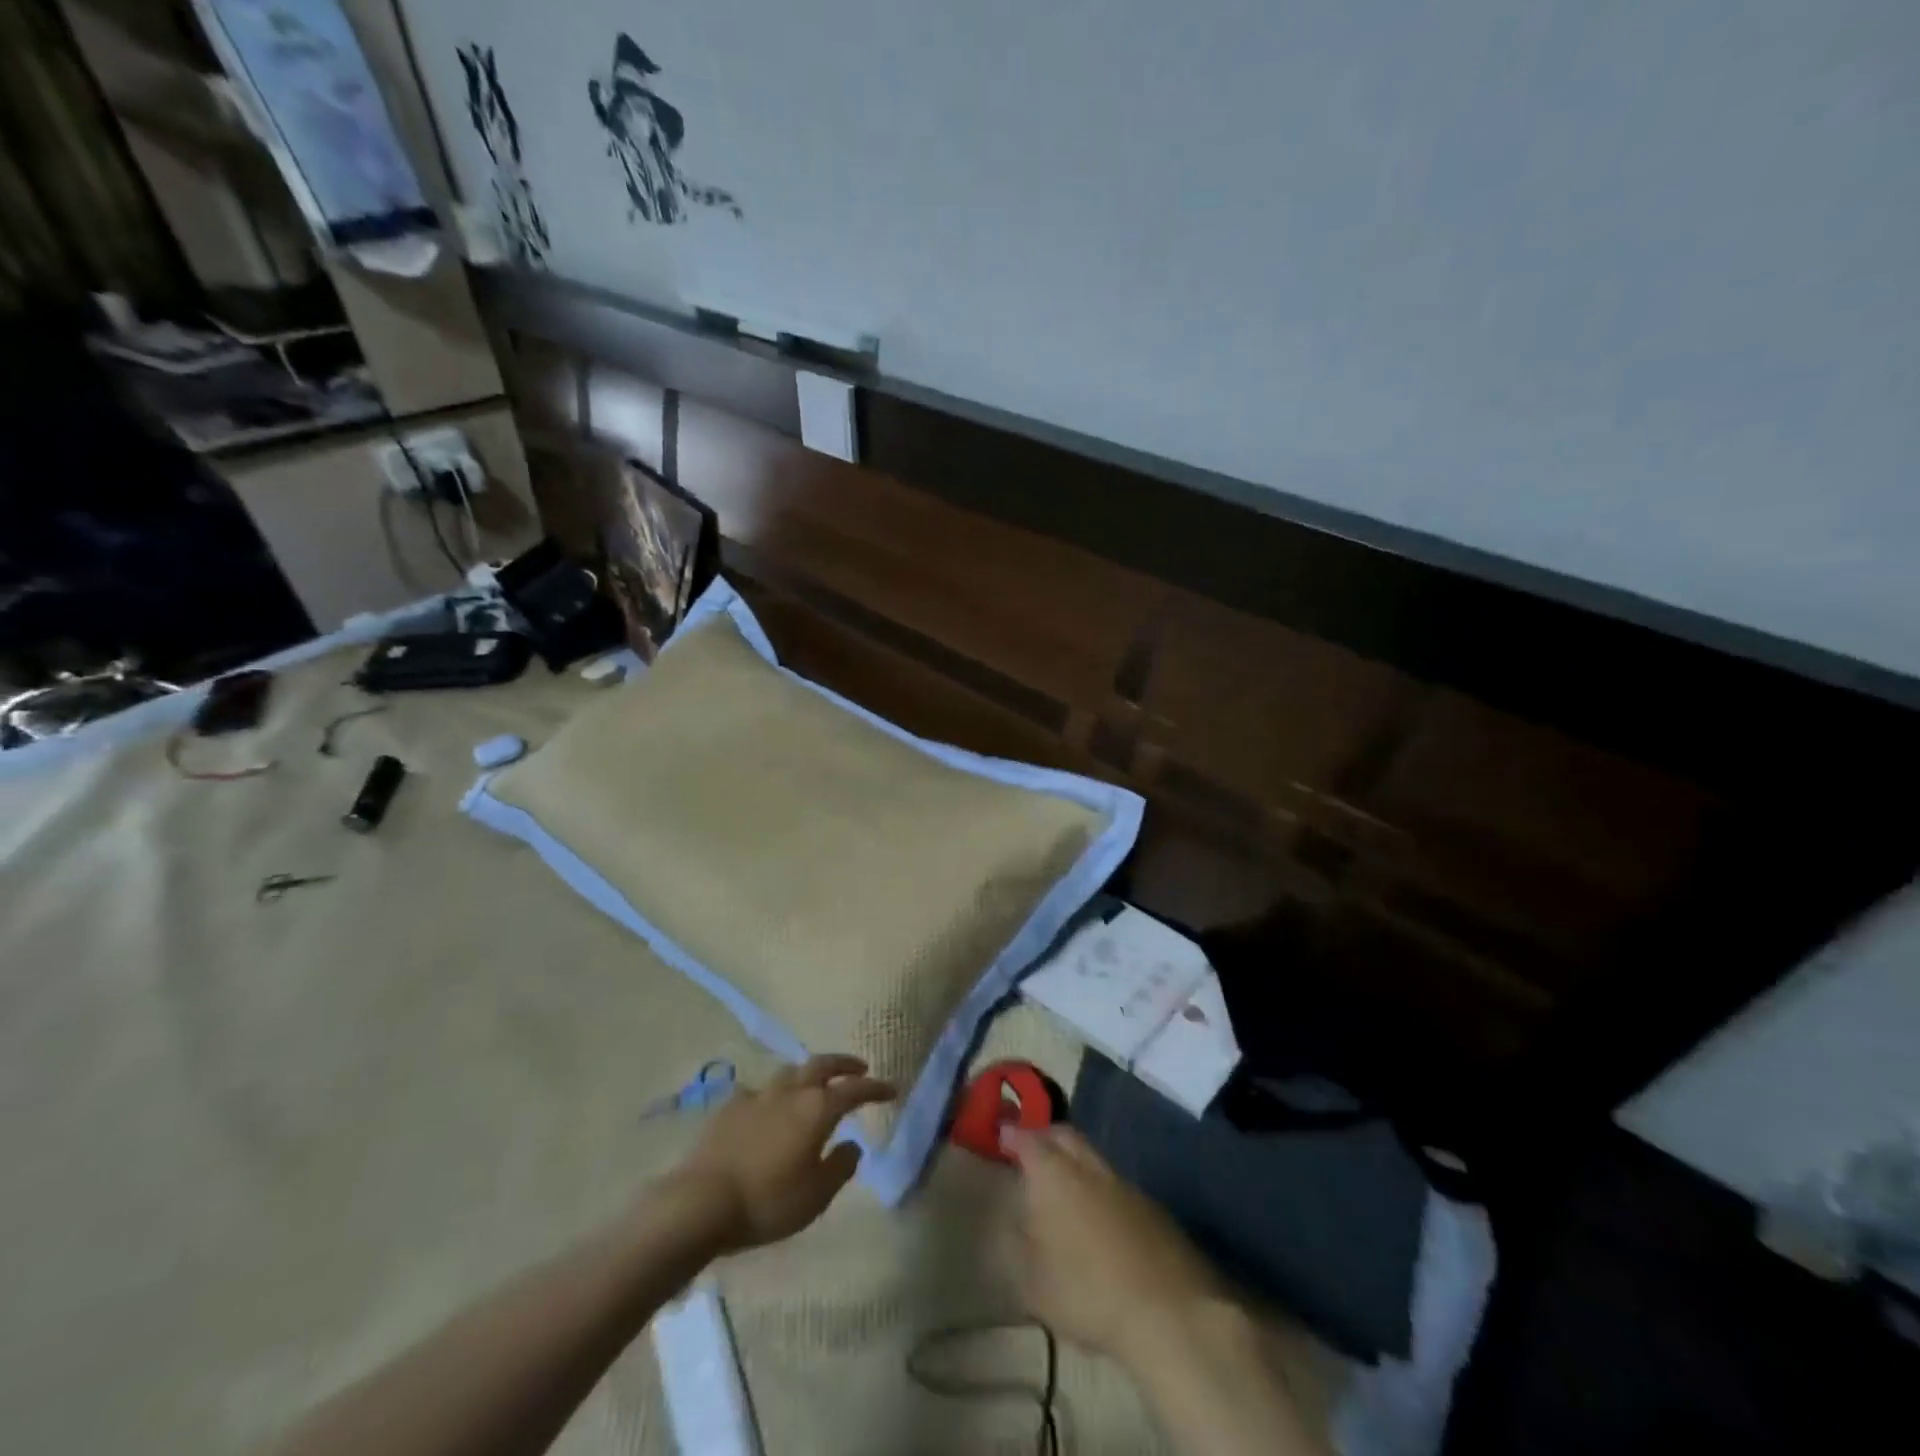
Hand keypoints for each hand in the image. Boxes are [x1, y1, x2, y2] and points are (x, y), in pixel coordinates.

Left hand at [669, 1054, 894, 1254]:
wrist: (700, 1201)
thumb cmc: (767, 1201)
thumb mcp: (815, 1196)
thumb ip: (840, 1167)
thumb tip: (853, 1145)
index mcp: (817, 1109)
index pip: (855, 1090)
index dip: (876, 1088)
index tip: (891, 1089)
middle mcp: (790, 1092)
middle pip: (822, 1065)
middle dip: (844, 1064)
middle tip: (859, 1067)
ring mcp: (757, 1096)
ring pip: (790, 1072)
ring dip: (808, 1073)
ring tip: (814, 1083)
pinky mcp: (729, 1107)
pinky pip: (759, 1091)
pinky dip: (773, 1095)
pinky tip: (768, 1108)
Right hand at [1003, 1125, 1225, 1368]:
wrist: (1169, 1311)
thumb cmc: (1087, 1291)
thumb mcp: (1032, 1280)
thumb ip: (1018, 1244)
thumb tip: (1016, 1221)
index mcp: (1052, 1173)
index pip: (1026, 1139)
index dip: (1012, 1135)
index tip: (1001, 1134)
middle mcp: (1087, 1165)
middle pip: (1064, 1135)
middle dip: (1045, 1137)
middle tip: (1031, 1150)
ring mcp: (1124, 1183)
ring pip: (1092, 1157)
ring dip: (1075, 1162)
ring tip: (1063, 1185)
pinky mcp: (1152, 1207)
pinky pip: (1116, 1184)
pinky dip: (1100, 1189)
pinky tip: (1098, 1216)